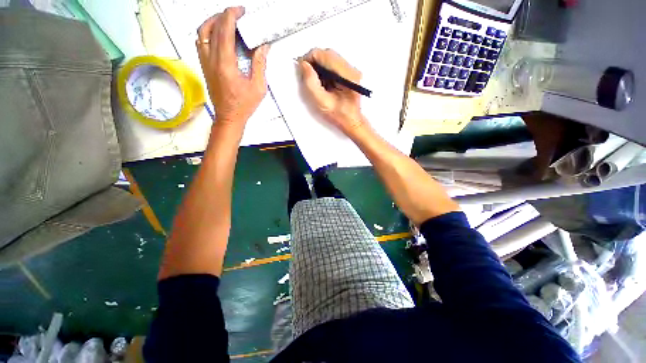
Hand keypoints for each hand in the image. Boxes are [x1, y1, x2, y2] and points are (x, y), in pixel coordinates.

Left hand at [197, 7, 269, 126]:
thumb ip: (260, 65)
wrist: (229, 117)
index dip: (231, 15)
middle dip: (224, 15)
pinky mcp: (204, 66)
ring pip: (202, 32)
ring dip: (212, 21)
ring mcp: (205, 62)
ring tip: (225, 20)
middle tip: (236, 14)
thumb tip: (263, 47)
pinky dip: (207, 33)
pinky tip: (217, 35)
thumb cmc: (243, 105)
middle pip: (212, 27)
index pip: (224, 30)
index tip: (240, 11)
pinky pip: (200, 42)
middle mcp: (211, 59)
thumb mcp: (258, 87)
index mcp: (226, 64)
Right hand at [299, 48, 365, 134]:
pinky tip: (323, 82)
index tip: (302, 69)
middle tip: (307, 75)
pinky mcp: (349, 73)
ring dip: (319, 67)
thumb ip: (311, 83)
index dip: (310, 58)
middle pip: (327, 54)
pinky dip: (324, 71)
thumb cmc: (338, 115)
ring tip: (316, 81)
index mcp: (347, 76)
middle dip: (314, 62)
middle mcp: (351, 69)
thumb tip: (304, 65)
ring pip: (330, 58)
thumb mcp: (322, 102)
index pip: (325, 55)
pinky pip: (333, 64)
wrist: (351, 121)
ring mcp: (351, 70)